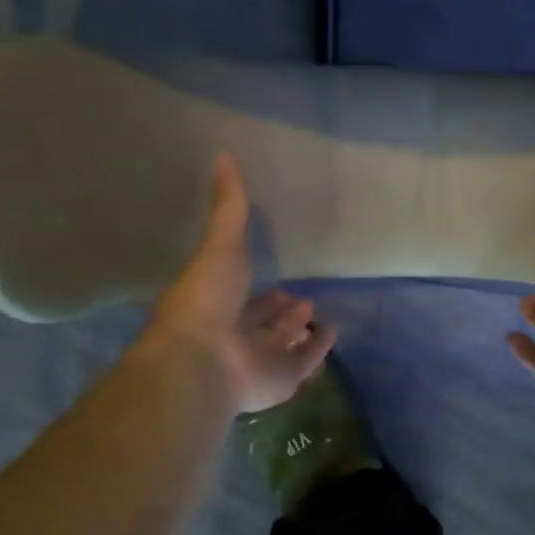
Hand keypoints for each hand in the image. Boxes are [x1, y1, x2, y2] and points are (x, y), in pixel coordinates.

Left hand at [146, 154, 335, 412]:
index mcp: (216, 304)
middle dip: (277, 309)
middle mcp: (235, 333)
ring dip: (296, 329)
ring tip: (313, 310)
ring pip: (281, 343)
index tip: (272, 274)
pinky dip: (317, 350)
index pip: (239, 293)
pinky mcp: (281, 380)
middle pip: (261, 321)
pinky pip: (304, 363)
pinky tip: (331, 333)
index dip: (253, 285)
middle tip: (296, 294)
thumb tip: (223, 154)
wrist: (203, 359)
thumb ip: (228, 206)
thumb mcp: (220, 244)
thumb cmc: (207, 300)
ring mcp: (258, 360)